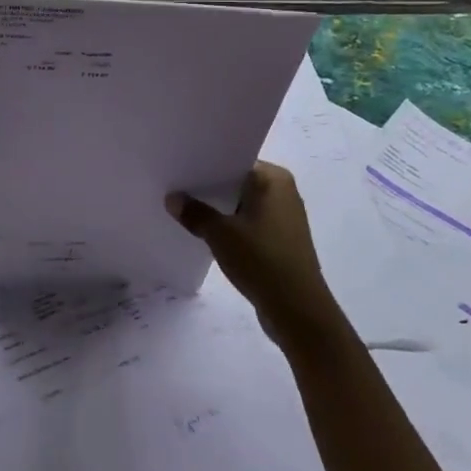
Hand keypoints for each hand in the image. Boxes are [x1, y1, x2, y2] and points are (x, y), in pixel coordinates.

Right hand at [167, 163, 339, 342]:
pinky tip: (205, 234)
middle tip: (173, 187)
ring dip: (218, 210)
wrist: (297, 310)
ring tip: (183, 210)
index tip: (178, 167)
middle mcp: (283, 192)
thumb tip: (172, 198)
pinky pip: (248, 224)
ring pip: (241, 205)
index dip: (205, 165)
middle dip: (208, 188)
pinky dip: (229, 227)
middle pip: (237, 183)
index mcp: (274, 179)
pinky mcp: (280, 241)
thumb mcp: (220, 234)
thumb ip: (194, 212)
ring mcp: (283, 218)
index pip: (234, 161)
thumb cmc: (262, 260)